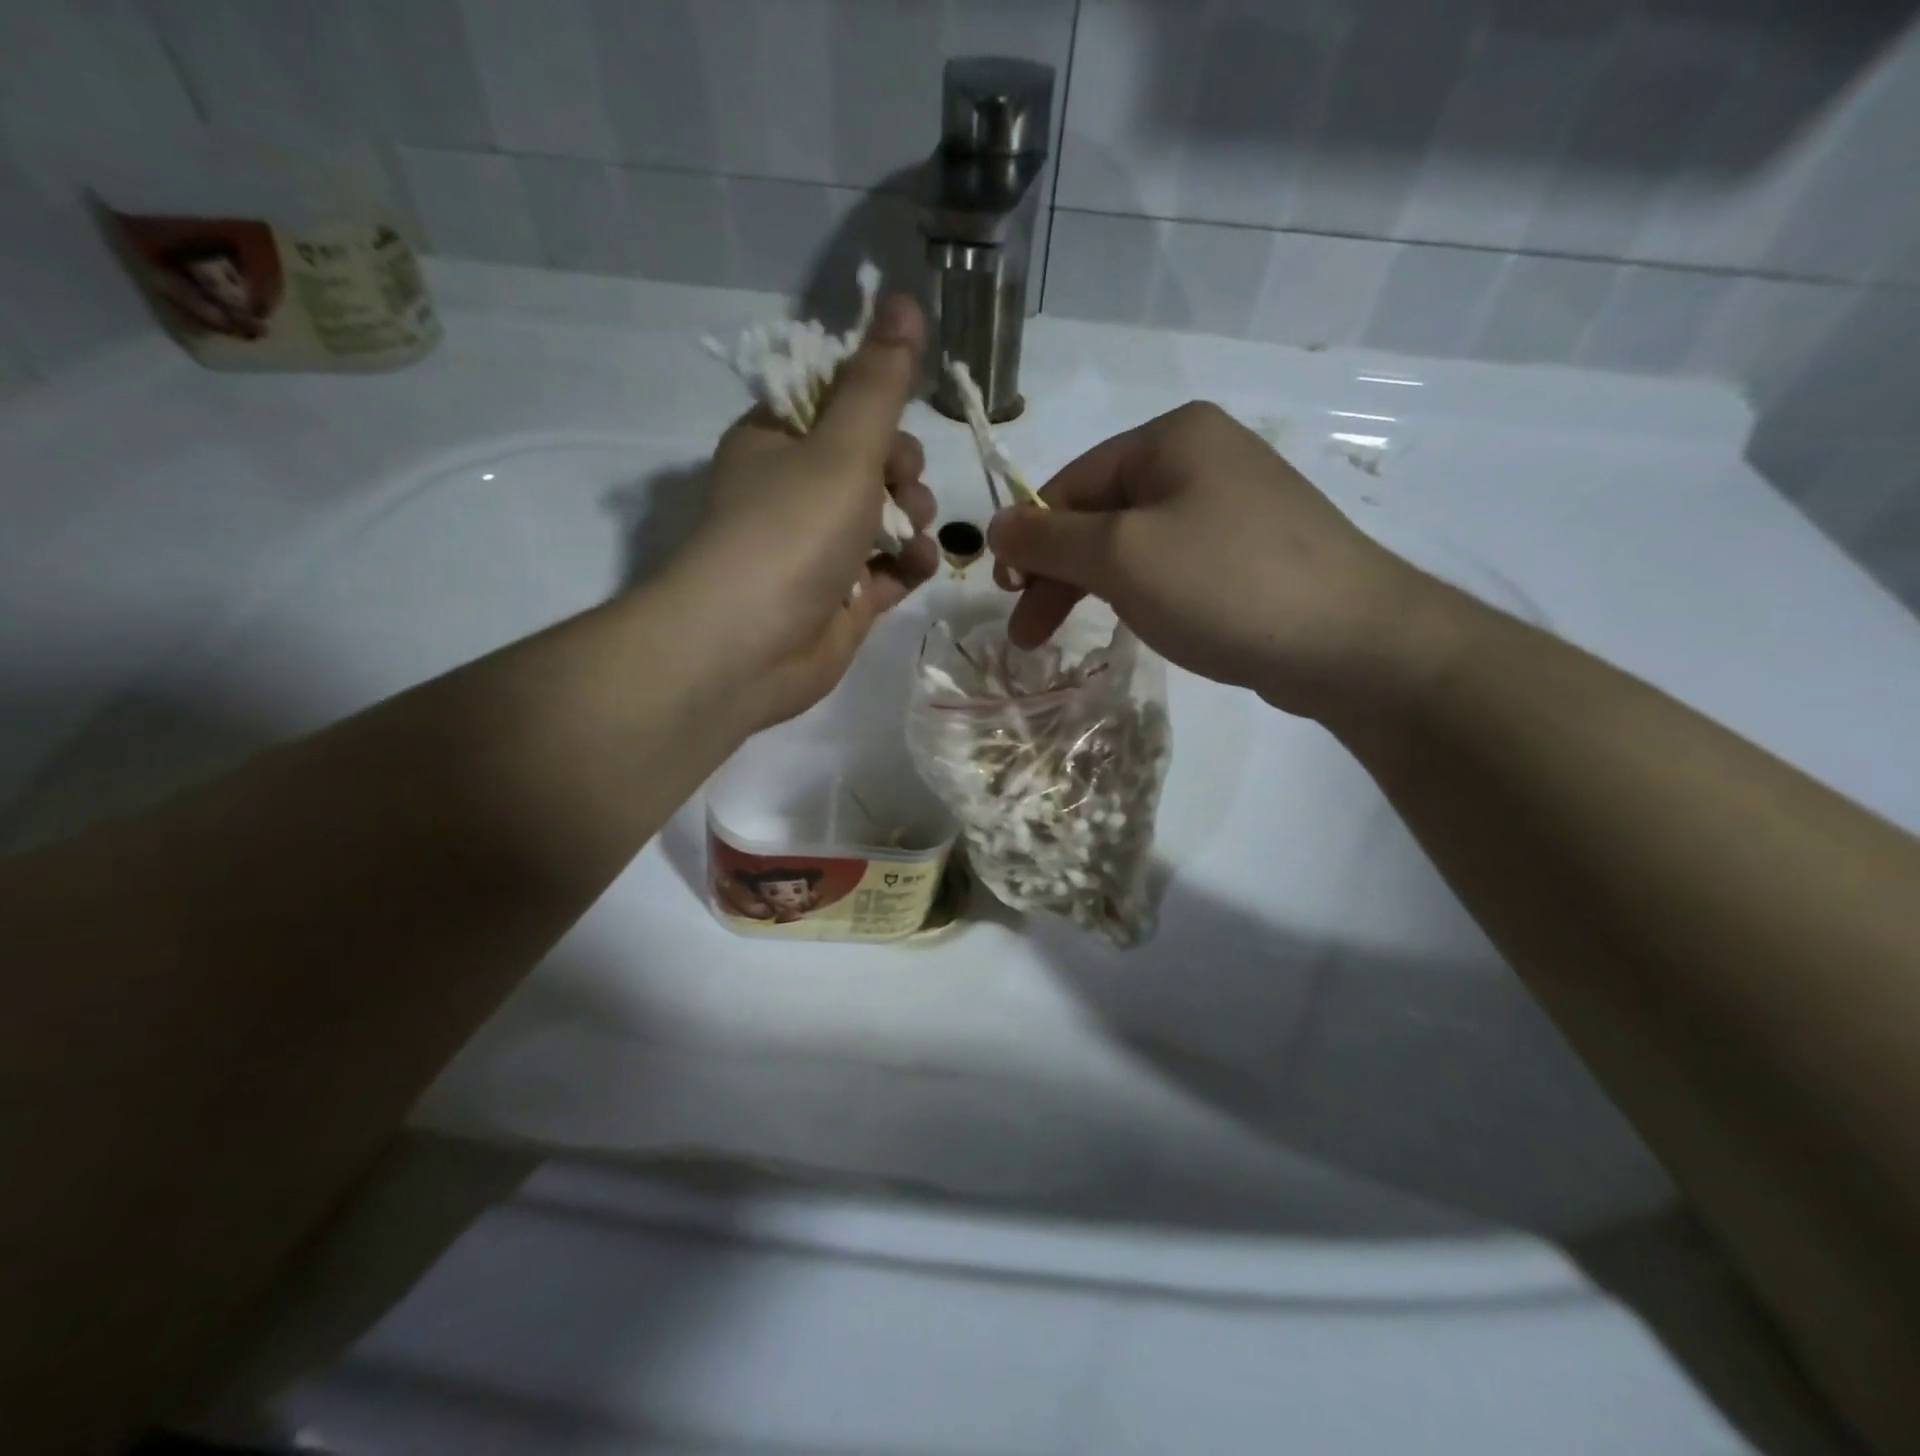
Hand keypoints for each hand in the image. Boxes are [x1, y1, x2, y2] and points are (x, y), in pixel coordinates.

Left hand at [668, 294, 939, 728]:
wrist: (749, 648)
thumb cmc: (790, 532)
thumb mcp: (842, 446)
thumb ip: (880, 382)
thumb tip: (902, 298)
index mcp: (777, 440)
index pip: (836, 401)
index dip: (874, 405)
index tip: (894, 419)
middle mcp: (795, 490)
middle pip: (870, 459)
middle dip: (900, 468)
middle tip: (899, 484)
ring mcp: (820, 548)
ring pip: (886, 515)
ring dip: (912, 516)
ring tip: (910, 532)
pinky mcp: (843, 597)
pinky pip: (889, 567)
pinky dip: (907, 563)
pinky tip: (915, 566)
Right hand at [988, 401, 1442, 720]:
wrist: (1350, 641)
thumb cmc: (1223, 583)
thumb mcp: (1121, 555)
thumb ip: (1048, 537)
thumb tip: (994, 524)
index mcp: (1172, 438)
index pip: (1072, 482)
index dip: (1031, 538)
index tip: (1006, 592)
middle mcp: (1204, 458)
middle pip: (1102, 513)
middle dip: (1058, 572)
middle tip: (1028, 633)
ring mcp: (1234, 505)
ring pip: (1135, 544)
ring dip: (1094, 587)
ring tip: (1070, 635)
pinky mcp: (1251, 552)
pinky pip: (1173, 564)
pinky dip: (1140, 593)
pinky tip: (1133, 623)